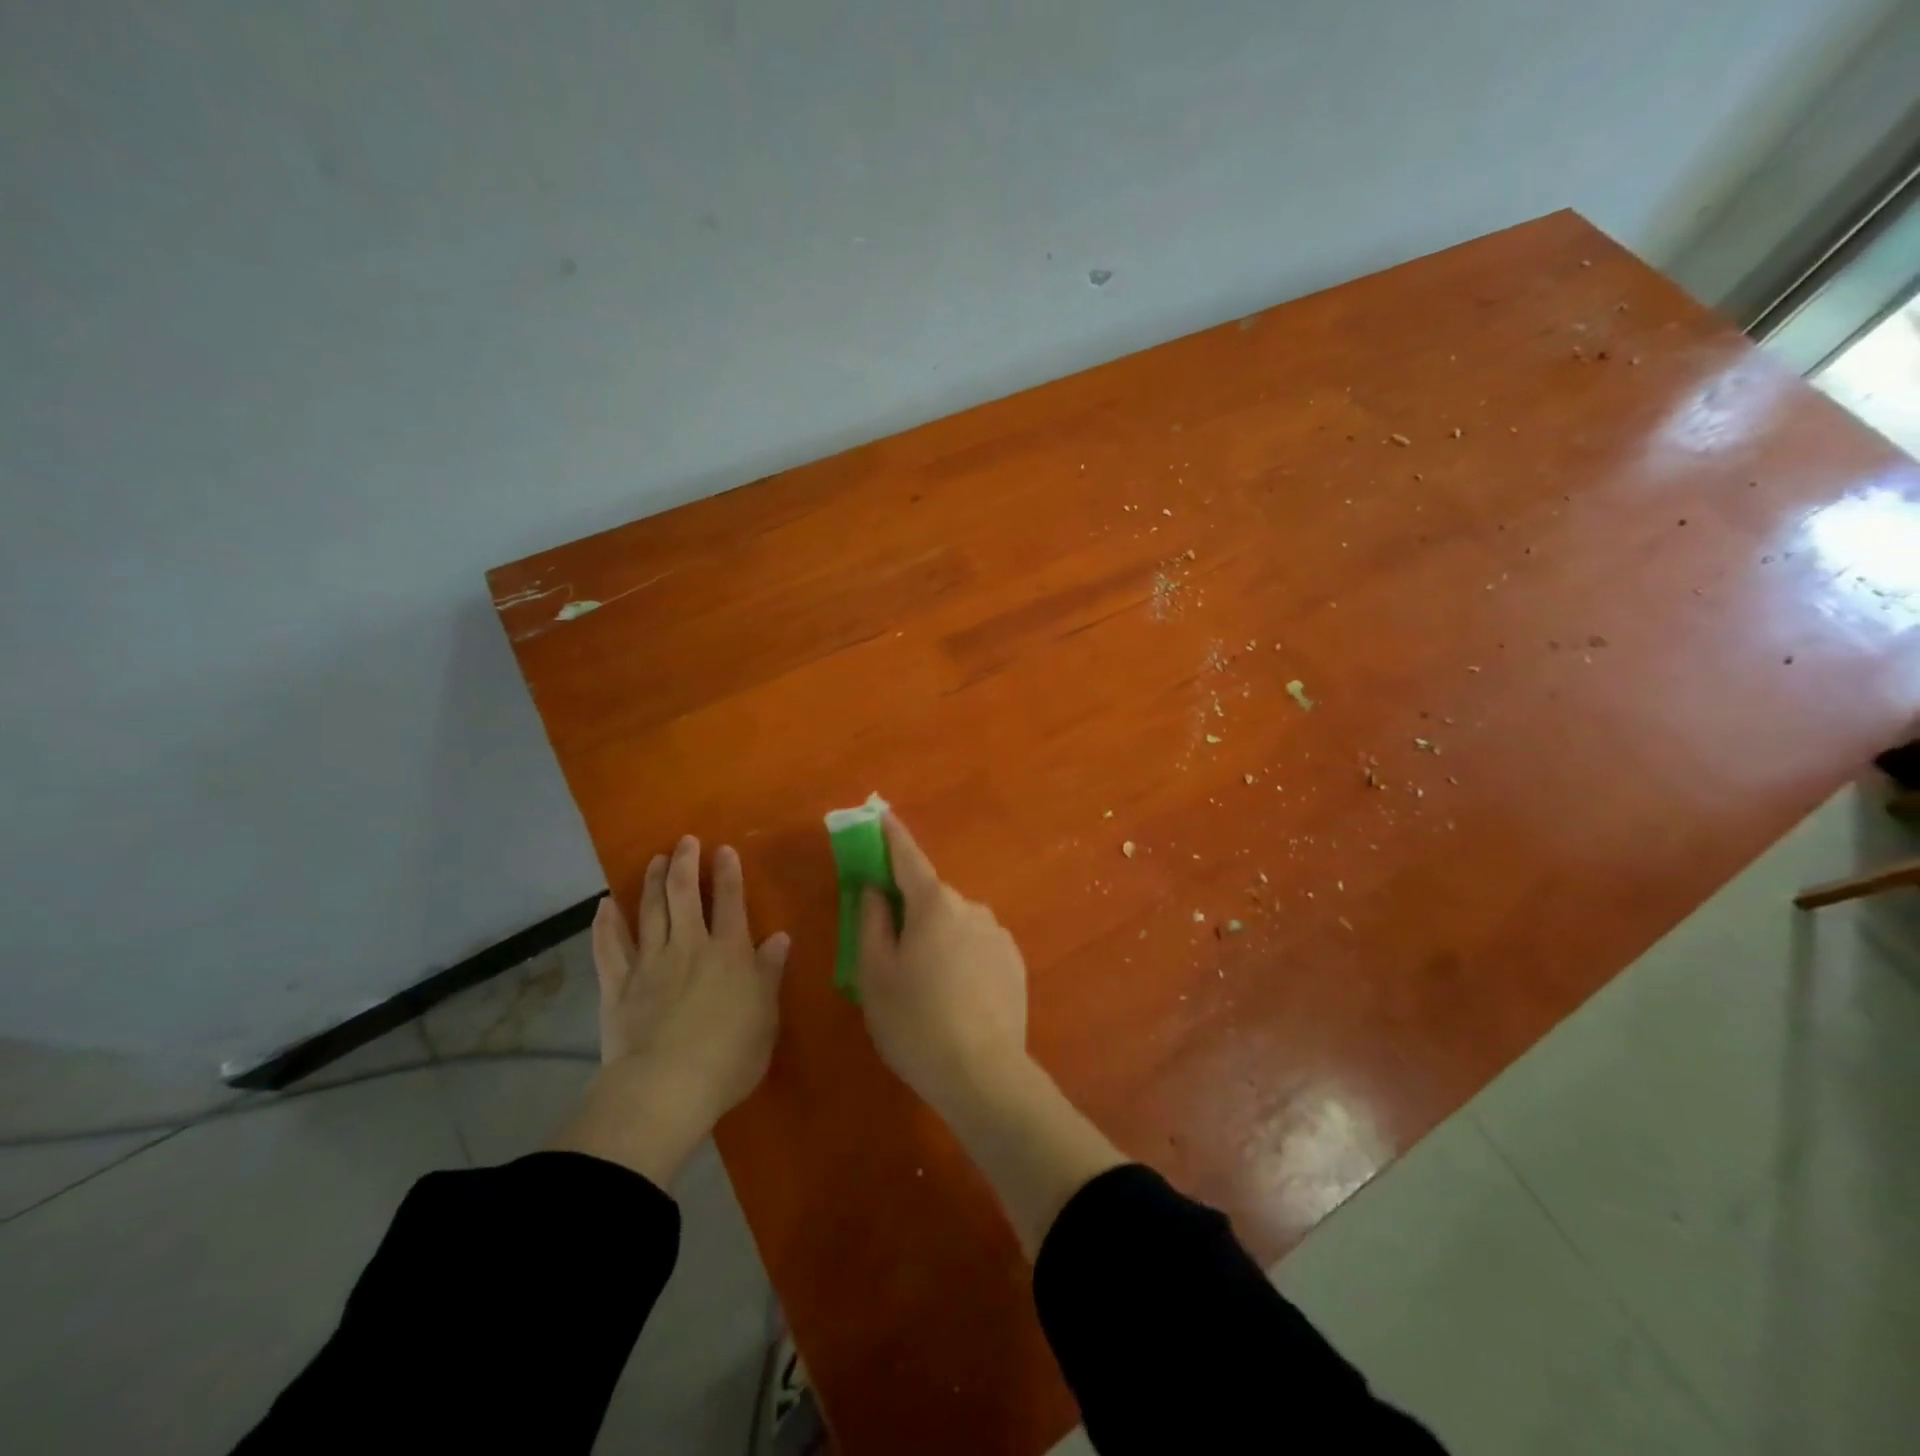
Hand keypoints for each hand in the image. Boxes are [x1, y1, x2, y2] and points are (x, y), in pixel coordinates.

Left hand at [552, 836, 788, 1184]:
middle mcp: (689, 946)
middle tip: (685, 841)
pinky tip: (605, 905)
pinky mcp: (618, 986)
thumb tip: (779, 937)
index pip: (730, 902)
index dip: (727, 874)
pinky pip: (609, 947)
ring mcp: (650, 963)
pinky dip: (606, 924)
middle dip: (686, 864)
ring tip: (656, 860)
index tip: (723, 850)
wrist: (667, 1087)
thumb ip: (769, 973)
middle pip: (685, 896)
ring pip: (650, 912)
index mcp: (728, 953)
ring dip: (653, 883)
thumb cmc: (729, 1055)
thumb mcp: (765, 1016)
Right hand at [858, 812, 1030, 1117]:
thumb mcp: (875, 975)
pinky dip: (961, 959)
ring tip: (926, 989)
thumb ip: (871, 922)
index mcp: (933, 904)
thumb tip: (875, 890)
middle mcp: (970, 907)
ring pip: (955, 925)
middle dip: (910, 912)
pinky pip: (977, 947)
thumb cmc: (915, 1022)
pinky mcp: (1014, 962)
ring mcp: (998, 934)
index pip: (908, 858)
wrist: (984, 1075)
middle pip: (931, 899)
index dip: (892, 836)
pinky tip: (956, 999)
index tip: (882, 814)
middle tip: (892, 954)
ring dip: (938, 940)